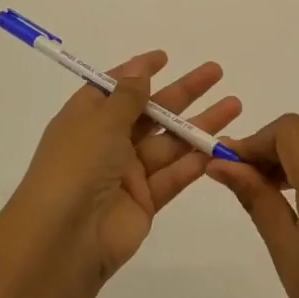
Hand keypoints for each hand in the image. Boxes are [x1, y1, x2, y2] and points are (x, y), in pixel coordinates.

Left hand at [15, 52, 240, 281]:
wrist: (64, 240)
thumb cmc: (76, 167)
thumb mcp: (101, 121)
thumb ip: (128, 96)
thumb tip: (139, 68)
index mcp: (86, 119)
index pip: (115, 88)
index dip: (139, 72)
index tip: (165, 58)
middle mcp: (106, 143)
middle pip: (151, 112)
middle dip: (184, 92)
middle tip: (216, 72)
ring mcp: (127, 174)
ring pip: (169, 143)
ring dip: (200, 125)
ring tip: (234, 104)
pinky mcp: (145, 202)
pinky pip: (173, 175)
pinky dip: (195, 162)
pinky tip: (221, 145)